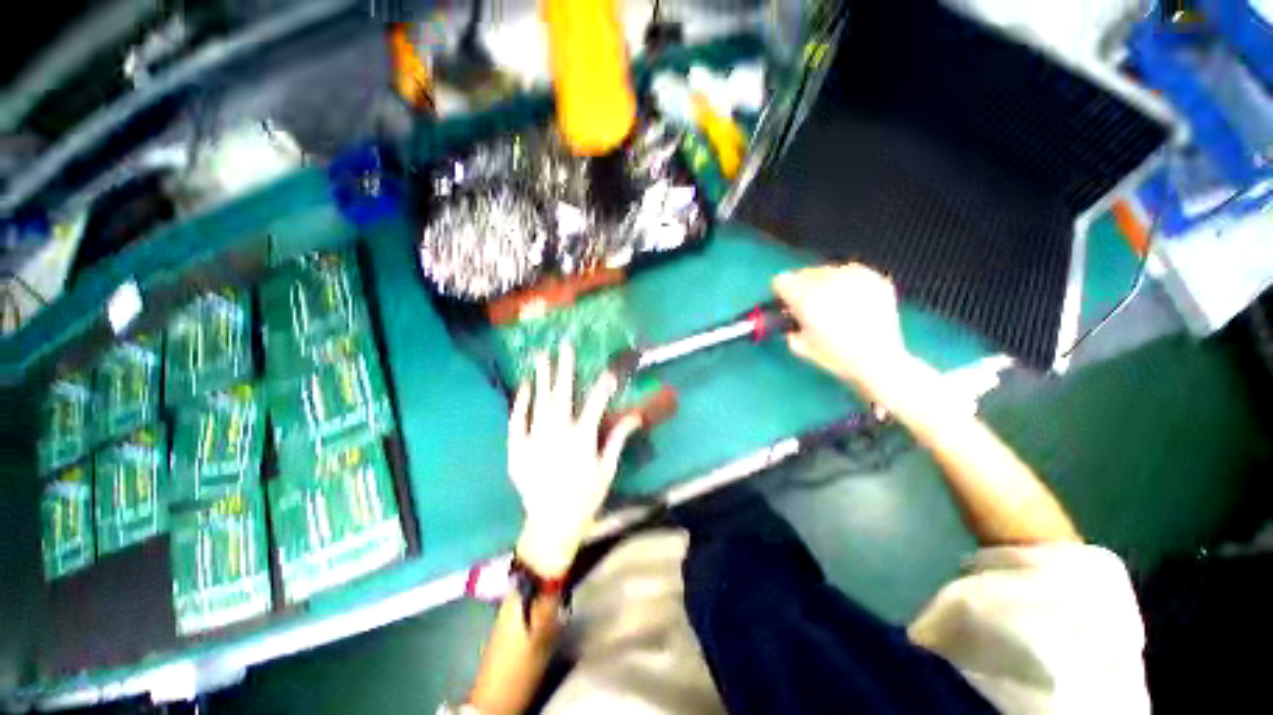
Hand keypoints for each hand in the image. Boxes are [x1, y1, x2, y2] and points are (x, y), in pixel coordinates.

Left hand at [508, 342, 641, 577]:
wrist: (551, 524)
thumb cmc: (585, 496)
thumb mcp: (607, 469)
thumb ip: (618, 439)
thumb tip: (635, 416)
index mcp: (582, 438)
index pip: (595, 403)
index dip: (603, 384)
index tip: (607, 367)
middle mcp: (557, 433)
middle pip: (562, 394)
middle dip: (564, 367)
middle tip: (563, 346)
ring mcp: (534, 439)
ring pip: (539, 402)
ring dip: (541, 377)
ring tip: (541, 356)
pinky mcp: (517, 449)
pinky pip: (517, 420)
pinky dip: (521, 402)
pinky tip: (524, 386)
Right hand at [773, 264, 908, 397]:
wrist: (880, 361)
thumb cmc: (836, 358)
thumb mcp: (800, 347)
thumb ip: (788, 327)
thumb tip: (790, 318)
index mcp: (805, 299)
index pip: (781, 280)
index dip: (782, 293)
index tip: (787, 303)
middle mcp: (827, 282)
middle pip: (803, 273)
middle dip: (803, 287)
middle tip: (812, 306)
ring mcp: (853, 277)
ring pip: (827, 270)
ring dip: (825, 283)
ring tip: (835, 304)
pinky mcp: (874, 277)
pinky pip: (851, 271)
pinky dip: (847, 283)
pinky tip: (853, 301)